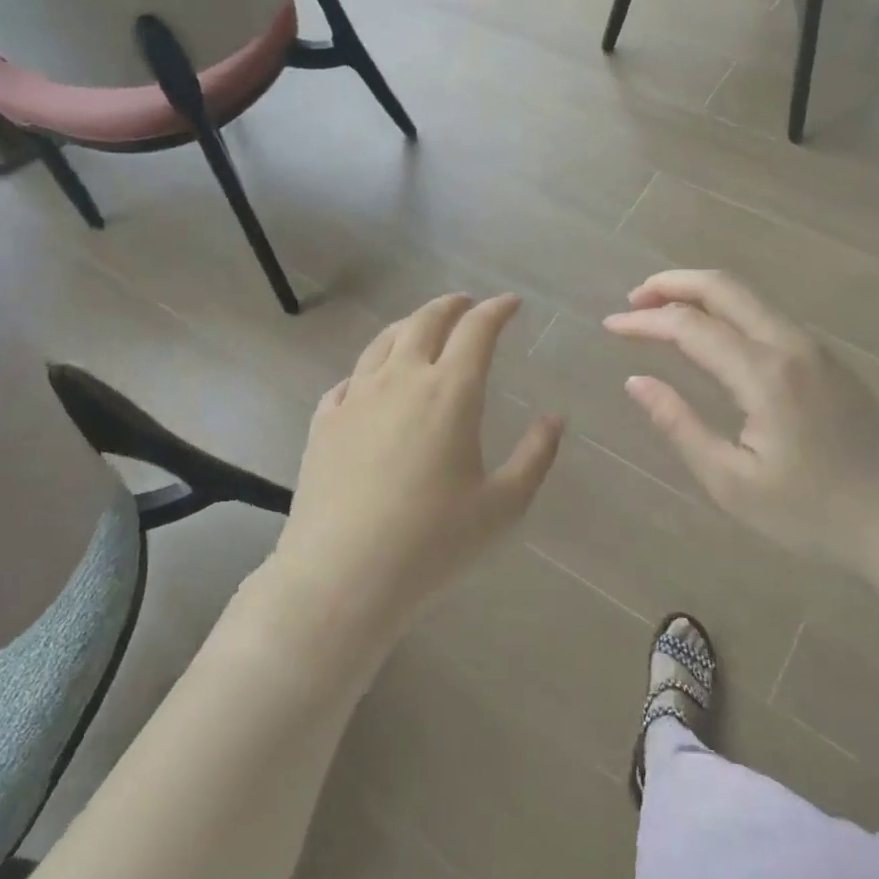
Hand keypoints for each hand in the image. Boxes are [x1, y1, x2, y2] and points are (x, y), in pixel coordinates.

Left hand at [274, 293, 563, 632]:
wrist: (341, 575)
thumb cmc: (432, 542)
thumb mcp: (502, 505)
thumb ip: (535, 457)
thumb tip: (554, 420)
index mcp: (450, 392)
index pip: (476, 330)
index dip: (496, 310)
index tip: (510, 303)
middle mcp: (401, 379)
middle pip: (425, 322)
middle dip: (451, 306)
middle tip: (466, 303)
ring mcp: (356, 397)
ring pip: (383, 342)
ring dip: (408, 325)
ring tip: (421, 327)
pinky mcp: (324, 421)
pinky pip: (348, 379)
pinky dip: (369, 368)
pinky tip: (370, 382)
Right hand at [604, 270, 878, 568]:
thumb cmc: (812, 512)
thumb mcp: (732, 482)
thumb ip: (679, 425)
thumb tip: (636, 382)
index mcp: (763, 374)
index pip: (689, 326)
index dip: (644, 322)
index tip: (610, 327)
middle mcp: (789, 344)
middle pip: (723, 287)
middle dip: (671, 284)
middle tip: (633, 301)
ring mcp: (813, 347)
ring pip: (747, 296)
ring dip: (699, 294)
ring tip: (660, 312)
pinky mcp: (825, 358)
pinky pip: (765, 316)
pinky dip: (726, 310)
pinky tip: (709, 335)